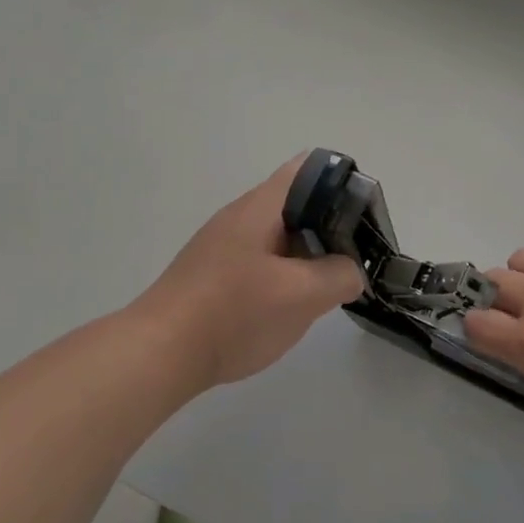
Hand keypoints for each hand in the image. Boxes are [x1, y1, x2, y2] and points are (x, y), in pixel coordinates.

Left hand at [131, 155, 364, 389]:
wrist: (160, 353)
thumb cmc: (233, 314)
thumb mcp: (301, 295)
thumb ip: (338, 276)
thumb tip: (350, 272)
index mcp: (260, 207)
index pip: (309, 169)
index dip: (343, 183)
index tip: (363, 218)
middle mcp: (240, 216)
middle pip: (296, 205)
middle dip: (329, 227)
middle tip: (351, 260)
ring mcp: (222, 246)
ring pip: (278, 237)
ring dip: (306, 256)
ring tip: (326, 286)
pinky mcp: (213, 274)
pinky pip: (259, 261)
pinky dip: (282, 275)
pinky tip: (288, 306)